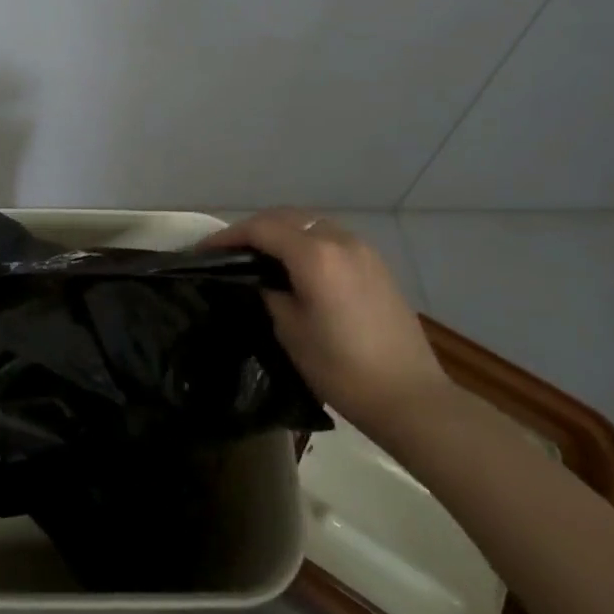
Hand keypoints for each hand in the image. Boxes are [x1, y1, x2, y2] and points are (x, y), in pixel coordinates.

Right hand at [206, 209, 448, 434]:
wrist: (410, 396)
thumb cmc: (341, 368)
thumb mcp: (291, 331)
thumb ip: (271, 293)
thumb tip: (262, 279)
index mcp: (314, 255)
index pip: (261, 229)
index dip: (228, 236)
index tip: (204, 251)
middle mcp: (339, 240)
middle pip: (286, 217)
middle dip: (254, 228)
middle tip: (228, 250)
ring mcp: (362, 249)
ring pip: (311, 223)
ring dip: (282, 231)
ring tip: (260, 255)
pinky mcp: (376, 264)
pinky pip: (331, 237)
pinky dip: (306, 240)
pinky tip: (296, 264)